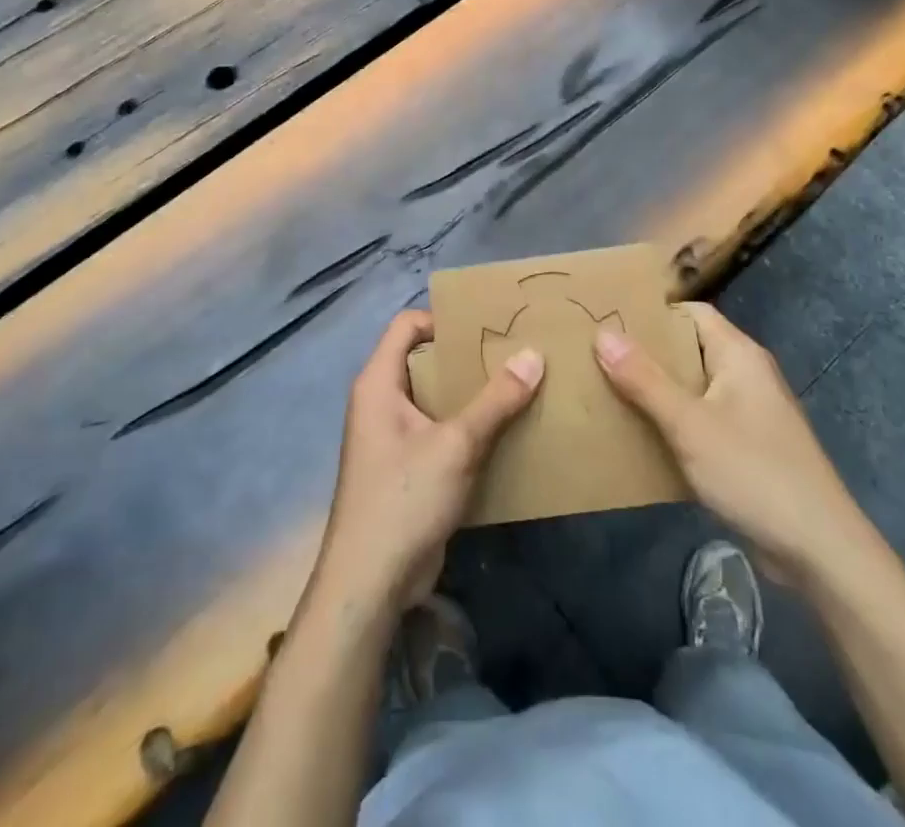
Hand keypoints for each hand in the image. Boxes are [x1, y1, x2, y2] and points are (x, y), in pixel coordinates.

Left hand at [312, 310, 543, 613]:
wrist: (370, 584)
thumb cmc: (404, 498)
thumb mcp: (456, 444)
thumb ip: (496, 400)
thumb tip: (534, 354)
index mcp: (378, 382)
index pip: (406, 325)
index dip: (443, 319)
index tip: (486, 327)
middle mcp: (381, 402)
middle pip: (425, 360)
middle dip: (467, 357)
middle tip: (513, 353)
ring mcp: (393, 437)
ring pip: (436, 398)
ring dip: (472, 395)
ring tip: (519, 387)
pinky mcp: (408, 468)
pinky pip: (440, 431)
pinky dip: (468, 427)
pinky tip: (506, 432)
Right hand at [594, 302, 880, 585]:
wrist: (820, 551)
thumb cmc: (754, 473)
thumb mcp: (690, 424)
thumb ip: (644, 380)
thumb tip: (603, 333)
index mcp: (739, 355)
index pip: (691, 313)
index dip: (652, 313)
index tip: (609, 319)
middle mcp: (746, 375)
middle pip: (689, 349)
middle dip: (646, 353)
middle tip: (596, 355)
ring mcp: (748, 413)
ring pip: (692, 388)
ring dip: (655, 390)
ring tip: (606, 391)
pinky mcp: (747, 447)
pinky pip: (701, 420)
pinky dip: (672, 422)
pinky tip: (640, 436)